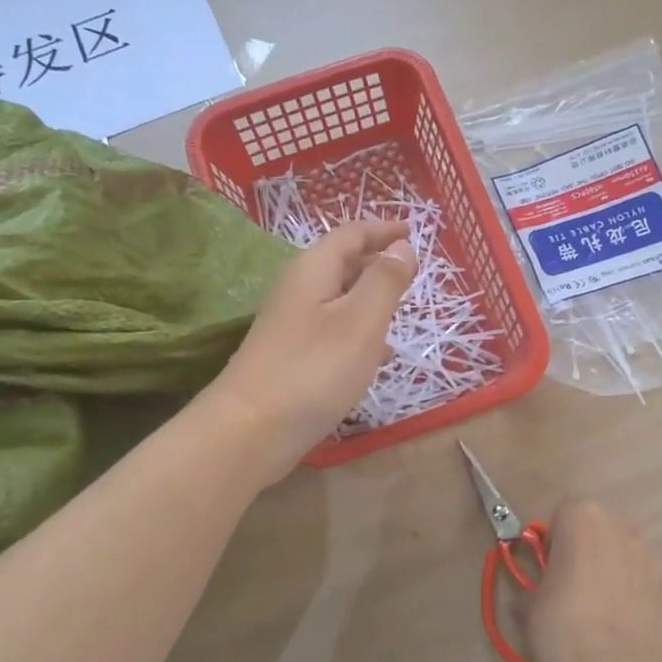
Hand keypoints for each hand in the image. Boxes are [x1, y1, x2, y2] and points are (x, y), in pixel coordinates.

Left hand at [206, 221, 416, 481]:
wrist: (249, 431)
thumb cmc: (313, 369)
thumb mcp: (361, 321)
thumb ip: (385, 281)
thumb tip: (402, 246)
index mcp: (314, 271)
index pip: (350, 235)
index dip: (382, 230)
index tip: (411, 230)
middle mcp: (298, 291)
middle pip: (341, 263)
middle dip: (376, 261)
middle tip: (411, 269)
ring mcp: (291, 326)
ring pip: (338, 299)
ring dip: (369, 298)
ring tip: (401, 308)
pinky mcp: (291, 357)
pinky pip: (332, 331)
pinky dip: (359, 332)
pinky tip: (377, 355)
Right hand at [524, 500, 661, 661]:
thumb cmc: (565, 631)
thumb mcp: (529, 607)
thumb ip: (532, 586)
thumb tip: (532, 594)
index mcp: (582, 518)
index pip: (561, 514)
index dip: (551, 542)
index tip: (545, 570)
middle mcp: (621, 525)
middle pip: (595, 527)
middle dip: (581, 549)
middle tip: (566, 587)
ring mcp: (650, 554)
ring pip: (619, 551)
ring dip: (606, 567)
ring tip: (594, 609)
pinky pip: (640, 577)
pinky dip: (629, 590)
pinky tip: (618, 623)